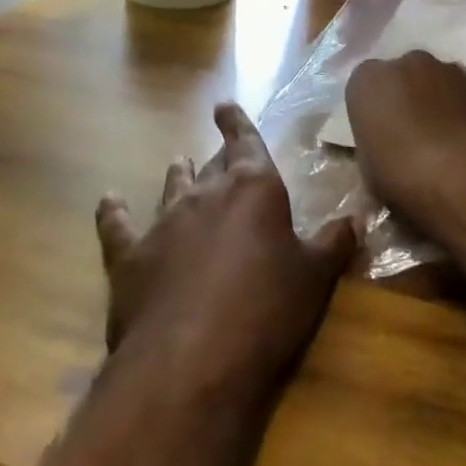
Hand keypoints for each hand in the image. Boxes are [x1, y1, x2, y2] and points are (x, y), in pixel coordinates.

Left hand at [95, 104, 355, 398]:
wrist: (191, 360)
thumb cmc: (266, 311)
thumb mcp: (314, 278)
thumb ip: (334, 243)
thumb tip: (356, 218)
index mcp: (253, 190)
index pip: (246, 142)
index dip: (238, 123)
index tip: (226, 105)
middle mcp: (205, 195)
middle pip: (213, 165)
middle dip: (218, 156)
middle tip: (220, 148)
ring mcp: (163, 222)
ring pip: (171, 187)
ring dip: (178, 175)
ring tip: (180, 163)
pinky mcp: (129, 256)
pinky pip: (119, 225)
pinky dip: (114, 212)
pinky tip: (109, 201)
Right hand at [345, 52, 465, 230]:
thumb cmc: (404, 172)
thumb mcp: (369, 171)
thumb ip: (374, 150)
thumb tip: (384, 157)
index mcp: (369, 79)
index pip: (363, 89)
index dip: (372, 115)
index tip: (379, 139)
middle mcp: (408, 63)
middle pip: (403, 79)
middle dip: (406, 101)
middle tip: (411, 139)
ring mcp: (451, 70)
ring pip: (438, 85)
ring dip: (438, 105)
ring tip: (445, 146)